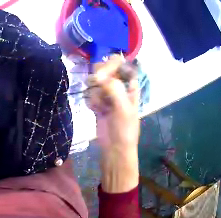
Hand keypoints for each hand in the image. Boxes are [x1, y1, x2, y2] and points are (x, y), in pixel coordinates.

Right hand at [85, 55, 139, 192]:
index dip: (112, 64)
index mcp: (130, 85)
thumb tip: (97, 76)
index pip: (120, 64)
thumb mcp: (123, 108)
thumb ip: (113, 88)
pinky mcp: (98, 102)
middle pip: (105, 69)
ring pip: (95, 81)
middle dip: (100, 78)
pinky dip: (91, 101)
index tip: (104, 74)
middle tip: (99, 87)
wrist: (114, 150)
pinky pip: (90, 93)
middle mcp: (119, 86)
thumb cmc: (125, 130)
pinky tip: (95, 110)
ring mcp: (107, 94)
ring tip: (100, 106)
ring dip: (95, 92)